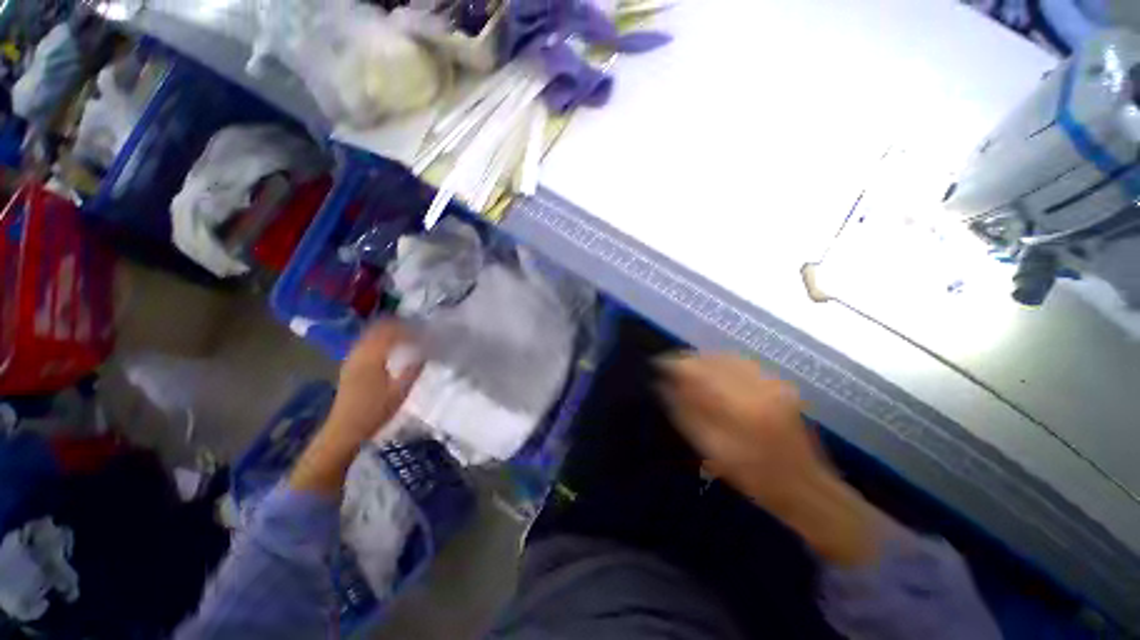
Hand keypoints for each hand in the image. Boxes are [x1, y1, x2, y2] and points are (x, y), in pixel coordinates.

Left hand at [291, 322, 422, 495]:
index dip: (408, 329)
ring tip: (405, 335)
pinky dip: (378, 339)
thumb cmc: (374, 412)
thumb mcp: (399, 392)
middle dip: (397, 326)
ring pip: (369, 335)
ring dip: (387, 331)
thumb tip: (425, 352)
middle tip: (416, 329)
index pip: (391, 333)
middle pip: (377, 329)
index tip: (424, 331)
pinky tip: (389, 347)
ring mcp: (351, 359)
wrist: (343, 430)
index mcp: (372, 358)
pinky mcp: (349, 366)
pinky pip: (365, 343)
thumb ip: (413, 370)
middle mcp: (359, 353)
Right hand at [658, 353, 882, 566]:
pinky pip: (741, 362)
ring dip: (703, 360)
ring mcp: (772, 382)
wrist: (805, 486)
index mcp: (741, 408)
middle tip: (669, 367)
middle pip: (712, 359)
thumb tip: (663, 387)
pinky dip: (720, 362)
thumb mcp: (713, 451)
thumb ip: (686, 415)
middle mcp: (758, 387)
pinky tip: (710, 369)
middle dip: (687, 360)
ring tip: (686, 367)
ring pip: (727, 357)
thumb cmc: (755, 478)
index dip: (675, 365)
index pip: (699, 373)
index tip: (657, 365)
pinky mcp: (779, 383)